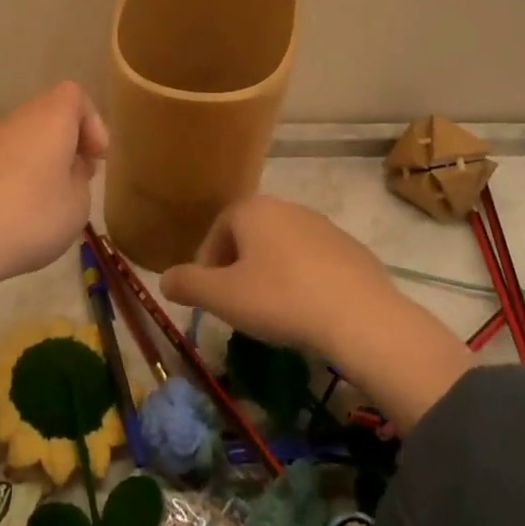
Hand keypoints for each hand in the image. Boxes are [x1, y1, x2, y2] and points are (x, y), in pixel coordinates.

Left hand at [0, 81, 107, 329]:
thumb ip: (79, 181)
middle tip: (70, 184)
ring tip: (35, 207)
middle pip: (44, 117)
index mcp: (48, 119)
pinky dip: (1, 180)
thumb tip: (67, 169)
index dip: (90, 122)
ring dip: (31, 164)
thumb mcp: (77, 208)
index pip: (75, 95)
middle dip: (61, 146)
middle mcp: (12, 120)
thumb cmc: (27, 219)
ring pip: (15, 141)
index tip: (93, 158)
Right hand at [160, 194, 471, 429]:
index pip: (218, 230)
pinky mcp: (351, 248)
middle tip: (238, 305)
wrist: (361, 318)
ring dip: (271, 273)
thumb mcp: (222, 297)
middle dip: (238, 267)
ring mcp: (323, 225)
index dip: (207, 264)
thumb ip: (187, 284)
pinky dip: (303, 280)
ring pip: (282, 247)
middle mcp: (287, 207)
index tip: (210, 297)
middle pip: (250, 235)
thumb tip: (163, 279)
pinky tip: (308, 312)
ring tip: (273, 311)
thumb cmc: (281, 300)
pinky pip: (314, 262)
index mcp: (253, 209)